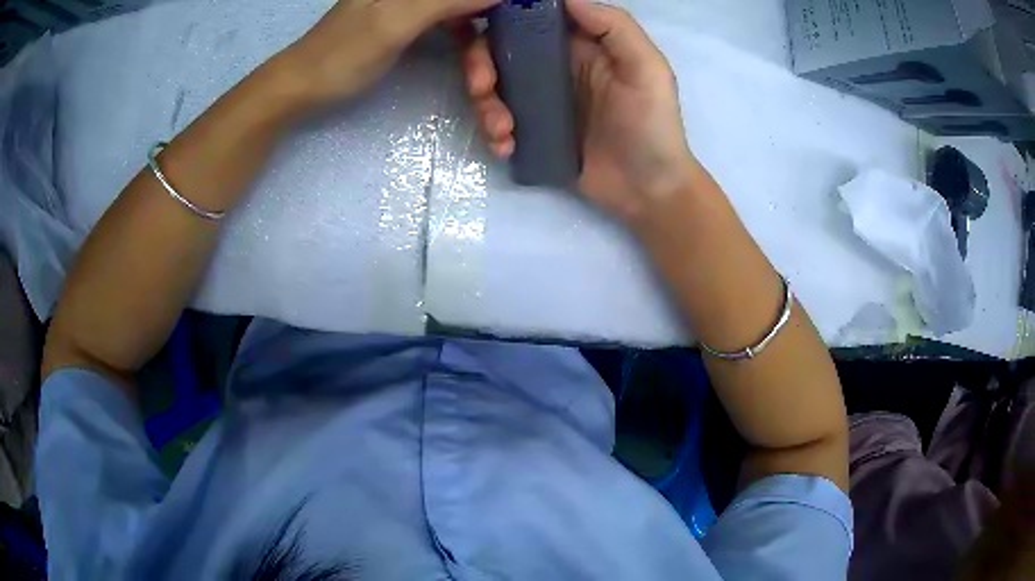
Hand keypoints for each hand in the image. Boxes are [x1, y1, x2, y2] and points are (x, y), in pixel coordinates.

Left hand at [283, 0, 498, 106]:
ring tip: (484, 97)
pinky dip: (472, 60)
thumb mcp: (395, 22)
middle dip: (494, 44)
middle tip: (488, 85)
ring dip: (485, 61)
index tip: (533, 23)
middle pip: (480, 8)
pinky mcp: (419, 25)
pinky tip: (477, 84)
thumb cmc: (341, 54)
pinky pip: (461, 34)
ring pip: (474, 22)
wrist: (302, 88)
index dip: (510, 6)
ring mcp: (422, 4)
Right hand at [463, 0, 697, 223]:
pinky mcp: (532, 132)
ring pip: (492, 86)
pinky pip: (498, 122)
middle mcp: (554, 66)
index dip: (504, 19)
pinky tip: (507, 147)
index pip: (532, 20)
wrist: (648, 192)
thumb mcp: (647, 70)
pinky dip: (493, 132)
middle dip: (479, 65)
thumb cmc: (653, 126)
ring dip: (485, 104)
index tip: (487, 30)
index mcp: (581, 44)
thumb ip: (614, 27)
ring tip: (503, 130)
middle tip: (482, 87)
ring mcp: (540, 100)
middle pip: (499, 50)